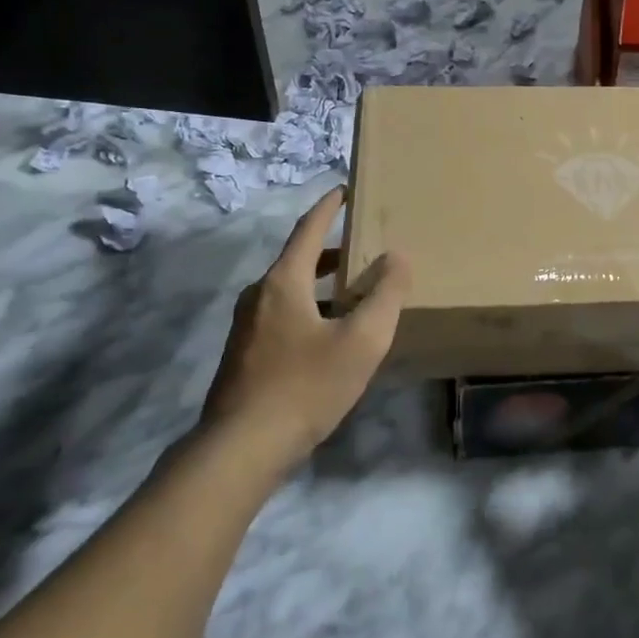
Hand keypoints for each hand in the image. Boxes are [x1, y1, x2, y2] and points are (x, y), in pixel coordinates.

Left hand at [198, 188, 410, 468]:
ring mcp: (247, 326)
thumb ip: (385, 295)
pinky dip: (310, 309)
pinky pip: (283, 316)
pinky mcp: (245, 355)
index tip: (346, 188)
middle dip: (332, 250)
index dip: (330, 206)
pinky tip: (331, 337)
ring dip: (323, 284)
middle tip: (364, 247)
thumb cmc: (306, 386)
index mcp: (284, 281)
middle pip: (299, 259)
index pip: (309, 229)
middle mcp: (259, 295)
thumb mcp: (361, 340)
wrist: (241, 448)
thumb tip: (397, 257)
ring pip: (291, 290)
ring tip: (355, 294)